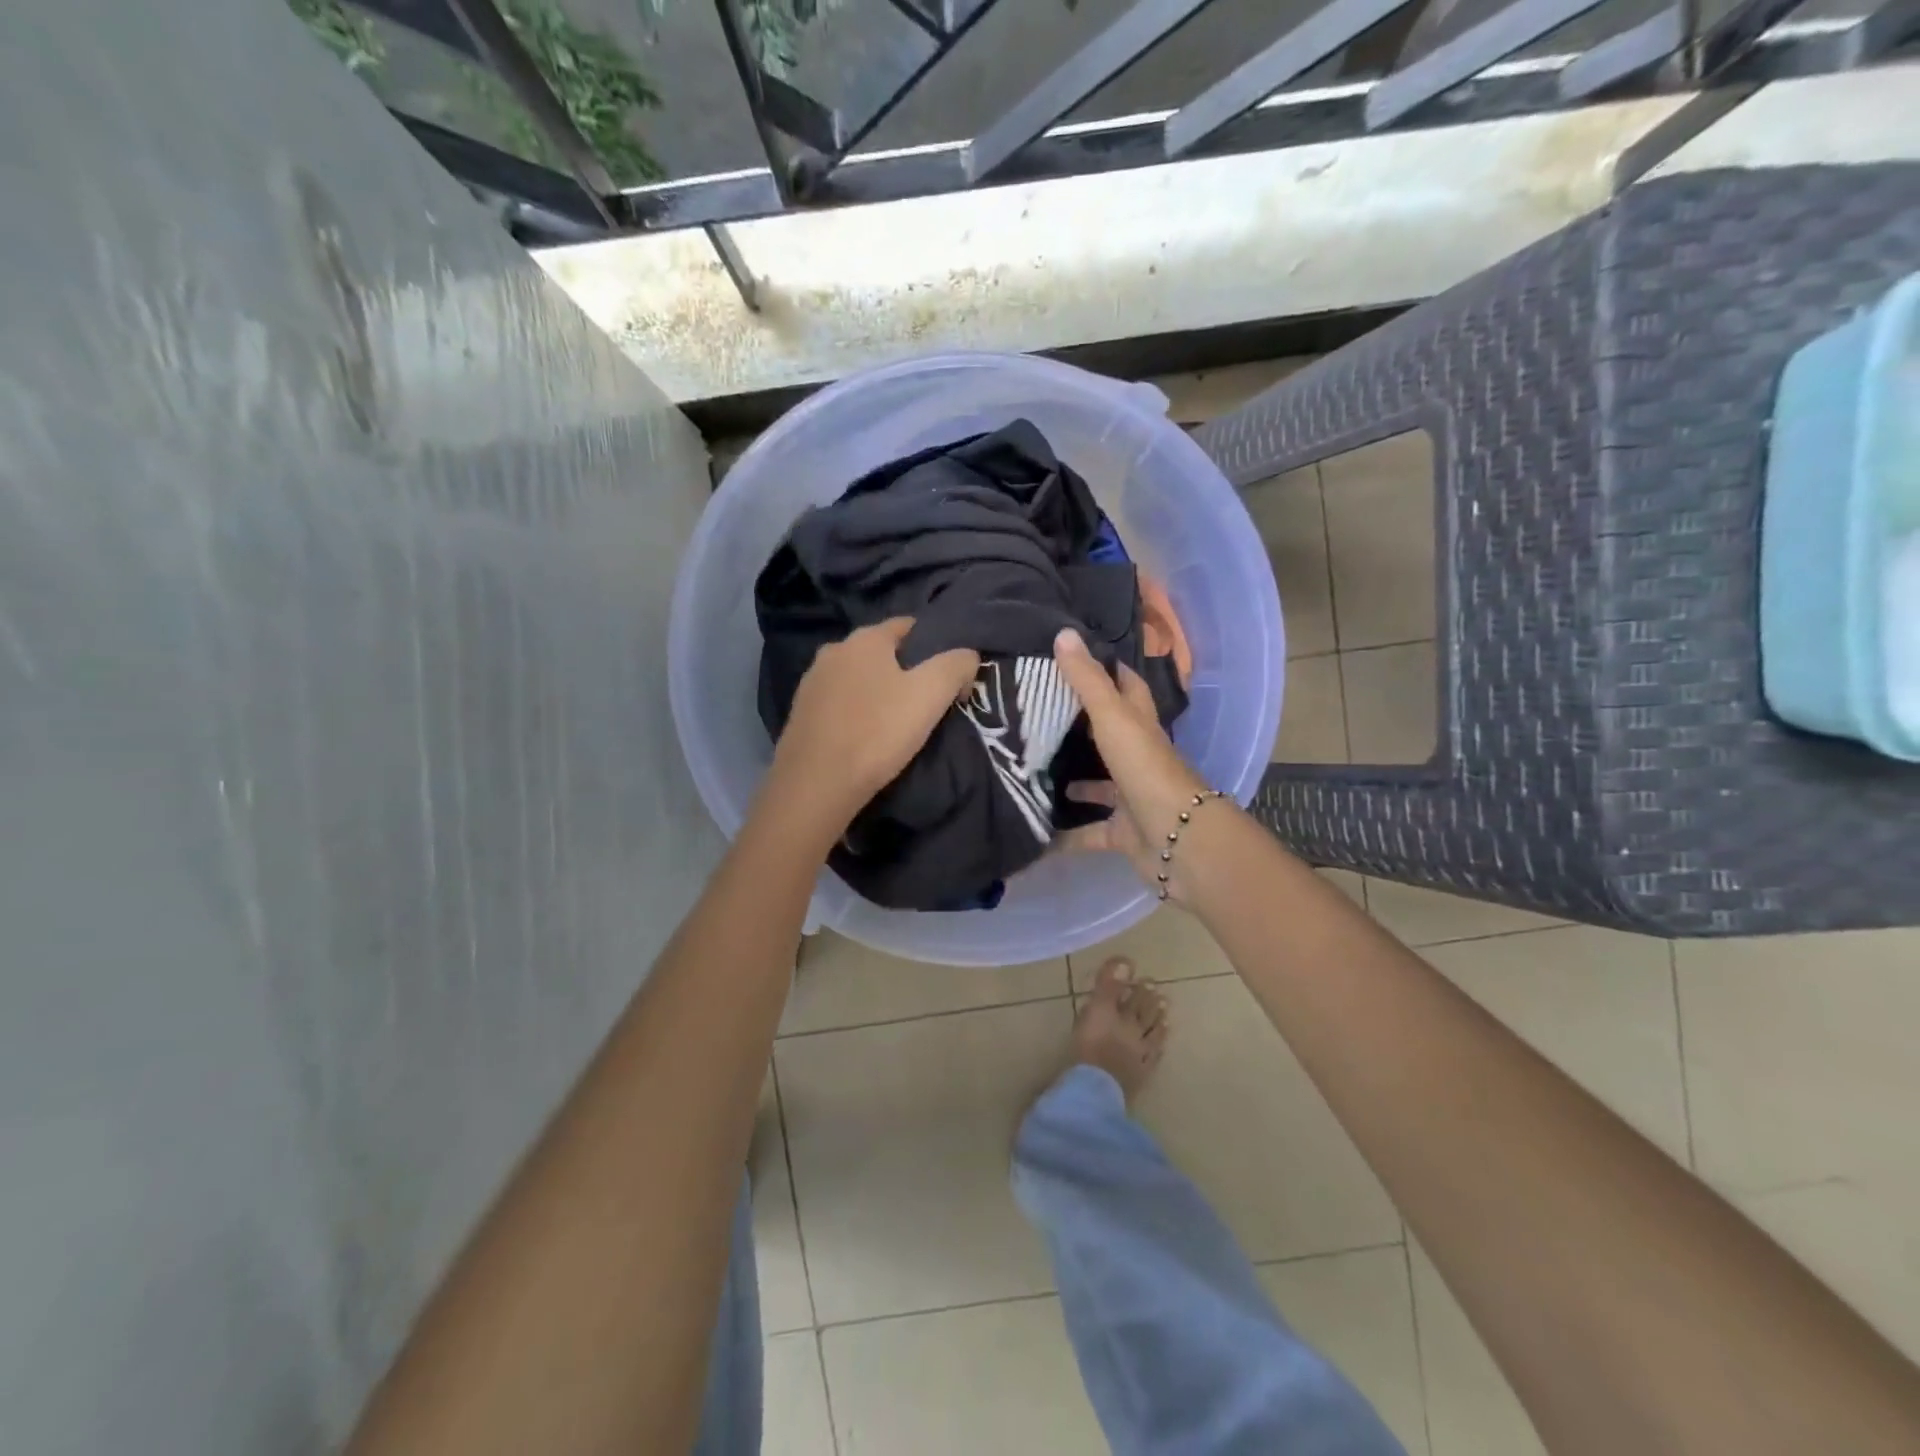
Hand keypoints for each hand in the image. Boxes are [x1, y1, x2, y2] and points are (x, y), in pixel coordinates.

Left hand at [765, 618, 979, 835]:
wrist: (816, 784)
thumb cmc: (877, 732)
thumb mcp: (931, 694)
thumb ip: (957, 665)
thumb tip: (967, 657)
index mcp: (865, 639)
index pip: (908, 626)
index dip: (935, 644)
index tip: (951, 675)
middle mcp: (833, 651)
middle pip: (881, 652)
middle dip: (906, 669)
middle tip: (928, 700)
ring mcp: (812, 682)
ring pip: (858, 678)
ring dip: (879, 692)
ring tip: (898, 721)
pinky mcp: (801, 713)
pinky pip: (840, 703)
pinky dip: (857, 712)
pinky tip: (867, 735)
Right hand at [1050, 628, 1222, 903]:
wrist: (1180, 839)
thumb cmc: (1146, 769)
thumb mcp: (1113, 718)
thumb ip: (1088, 681)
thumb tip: (1064, 632)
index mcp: (1140, 726)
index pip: (1128, 687)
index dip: (1108, 669)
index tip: (1075, 655)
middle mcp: (1138, 757)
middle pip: (1109, 735)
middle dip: (1079, 726)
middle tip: (1037, 713)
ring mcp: (1132, 797)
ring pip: (1099, 786)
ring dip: (1073, 782)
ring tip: (1031, 772)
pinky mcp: (1124, 832)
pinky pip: (1089, 833)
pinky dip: (1066, 836)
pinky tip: (1037, 831)